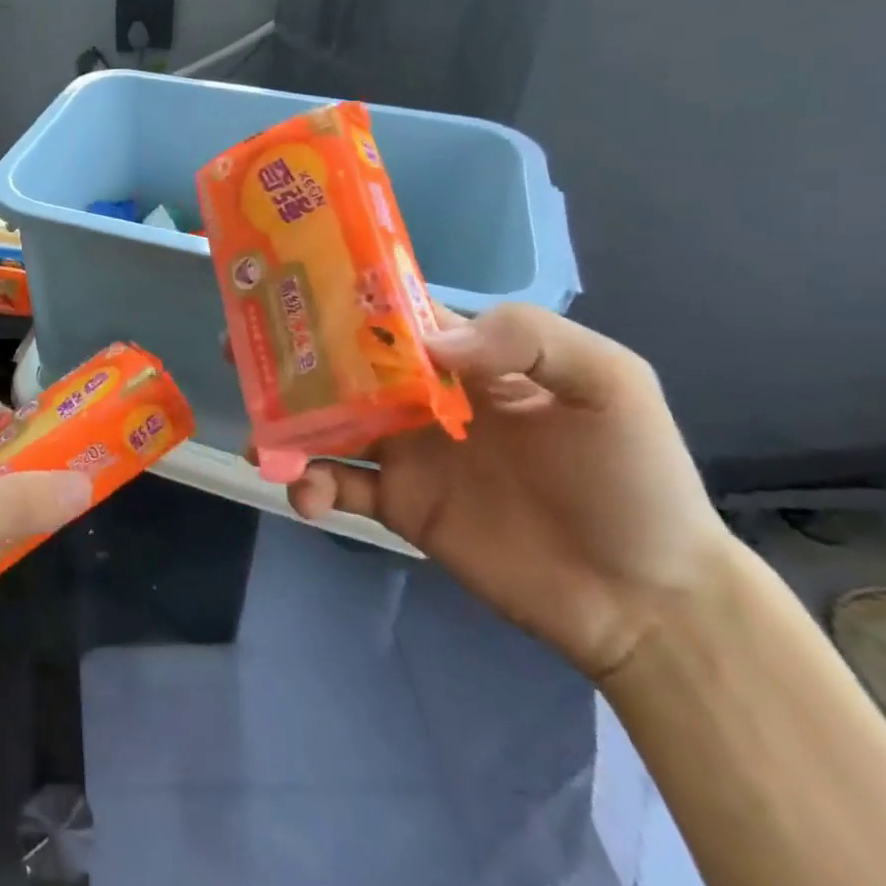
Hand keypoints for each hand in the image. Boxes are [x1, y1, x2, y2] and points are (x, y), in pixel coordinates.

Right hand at [286, 304, 732, 680]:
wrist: (648, 601)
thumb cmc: (635, 477)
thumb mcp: (607, 383)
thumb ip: (525, 338)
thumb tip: (427, 344)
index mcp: (465, 357)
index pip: (390, 314)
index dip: (339, 297)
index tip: (284, 284)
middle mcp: (423, 396)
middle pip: (342, 364)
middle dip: (290, 355)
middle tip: (236, 349)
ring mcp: (408, 452)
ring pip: (328, 423)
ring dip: (286, 423)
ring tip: (259, 437)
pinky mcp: (400, 506)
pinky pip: (340, 487)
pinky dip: (312, 486)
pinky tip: (307, 494)